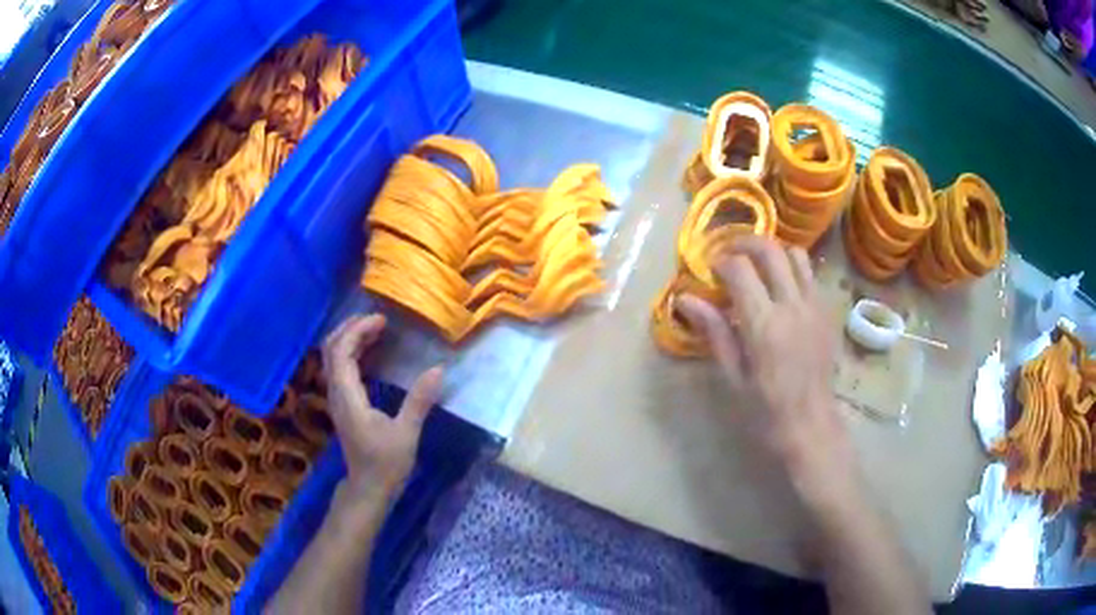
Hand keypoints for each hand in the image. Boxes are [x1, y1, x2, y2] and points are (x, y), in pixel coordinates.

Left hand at [322, 314, 442, 500]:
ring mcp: (337, 398)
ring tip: (376, 328)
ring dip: (350, 338)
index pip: (341, 352)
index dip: (358, 330)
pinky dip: (352, 352)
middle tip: (378, 318)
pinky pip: (340, 368)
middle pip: (331, 349)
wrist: (368, 488)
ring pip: (333, 357)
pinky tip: (371, 351)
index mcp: (348, 397)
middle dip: (351, 328)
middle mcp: (336, 393)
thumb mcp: (406, 433)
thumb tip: (438, 370)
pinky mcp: (343, 403)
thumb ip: (419, 401)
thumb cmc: (386, 464)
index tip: (382, 320)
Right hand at [677, 237, 858, 511]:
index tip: (709, 271)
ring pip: (795, 254)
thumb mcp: (733, 377)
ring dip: (773, 252)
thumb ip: (714, 332)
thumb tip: (685, 299)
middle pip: (770, 250)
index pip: (739, 269)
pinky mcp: (827, 312)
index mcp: (764, 325)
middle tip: (728, 256)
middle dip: (744, 243)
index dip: (720, 262)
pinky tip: (780, 289)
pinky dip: (792, 268)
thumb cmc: (765, 412)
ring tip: (757, 268)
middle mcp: (793, 306)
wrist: (811, 428)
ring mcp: (815, 306)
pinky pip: (810, 274)